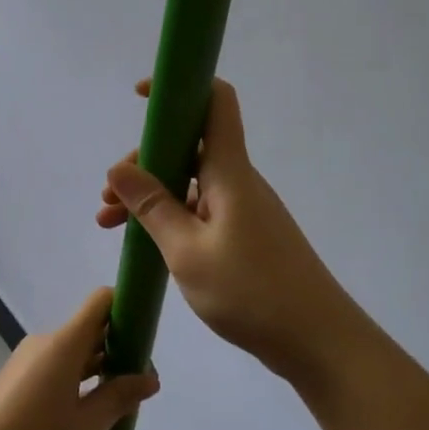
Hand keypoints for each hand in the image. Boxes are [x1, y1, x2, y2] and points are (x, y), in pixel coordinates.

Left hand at [0, 288, 159, 429]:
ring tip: (120, 403)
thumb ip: (119, 397)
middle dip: (119, 347)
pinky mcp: (17, 378)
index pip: (101, 302)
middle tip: (141, 383)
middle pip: (90, 328)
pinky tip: (87, 413)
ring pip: (74, 351)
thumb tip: (150, 377)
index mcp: (64, 343)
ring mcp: (28, 359)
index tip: (146, 339)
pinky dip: (77, 379)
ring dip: (99, 367)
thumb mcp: (86, 427)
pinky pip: (57, 366)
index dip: (126, 309)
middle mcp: (46, 342)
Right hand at [98, 79, 362, 384]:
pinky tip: (145, 242)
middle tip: (109, 197)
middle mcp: (238, 181)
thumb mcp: (188, 251)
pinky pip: (200, 210)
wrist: (319, 342)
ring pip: (190, 183)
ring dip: (151, 196)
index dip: (180, 87)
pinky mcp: (246, 235)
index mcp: (229, 172)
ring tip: (111, 224)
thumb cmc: (252, 291)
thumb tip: (117, 168)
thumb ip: (152, 207)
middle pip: (188, 147)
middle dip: (143, 162)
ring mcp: (244, 208)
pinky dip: (170, 218)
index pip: (214, 102)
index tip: (141, 96)